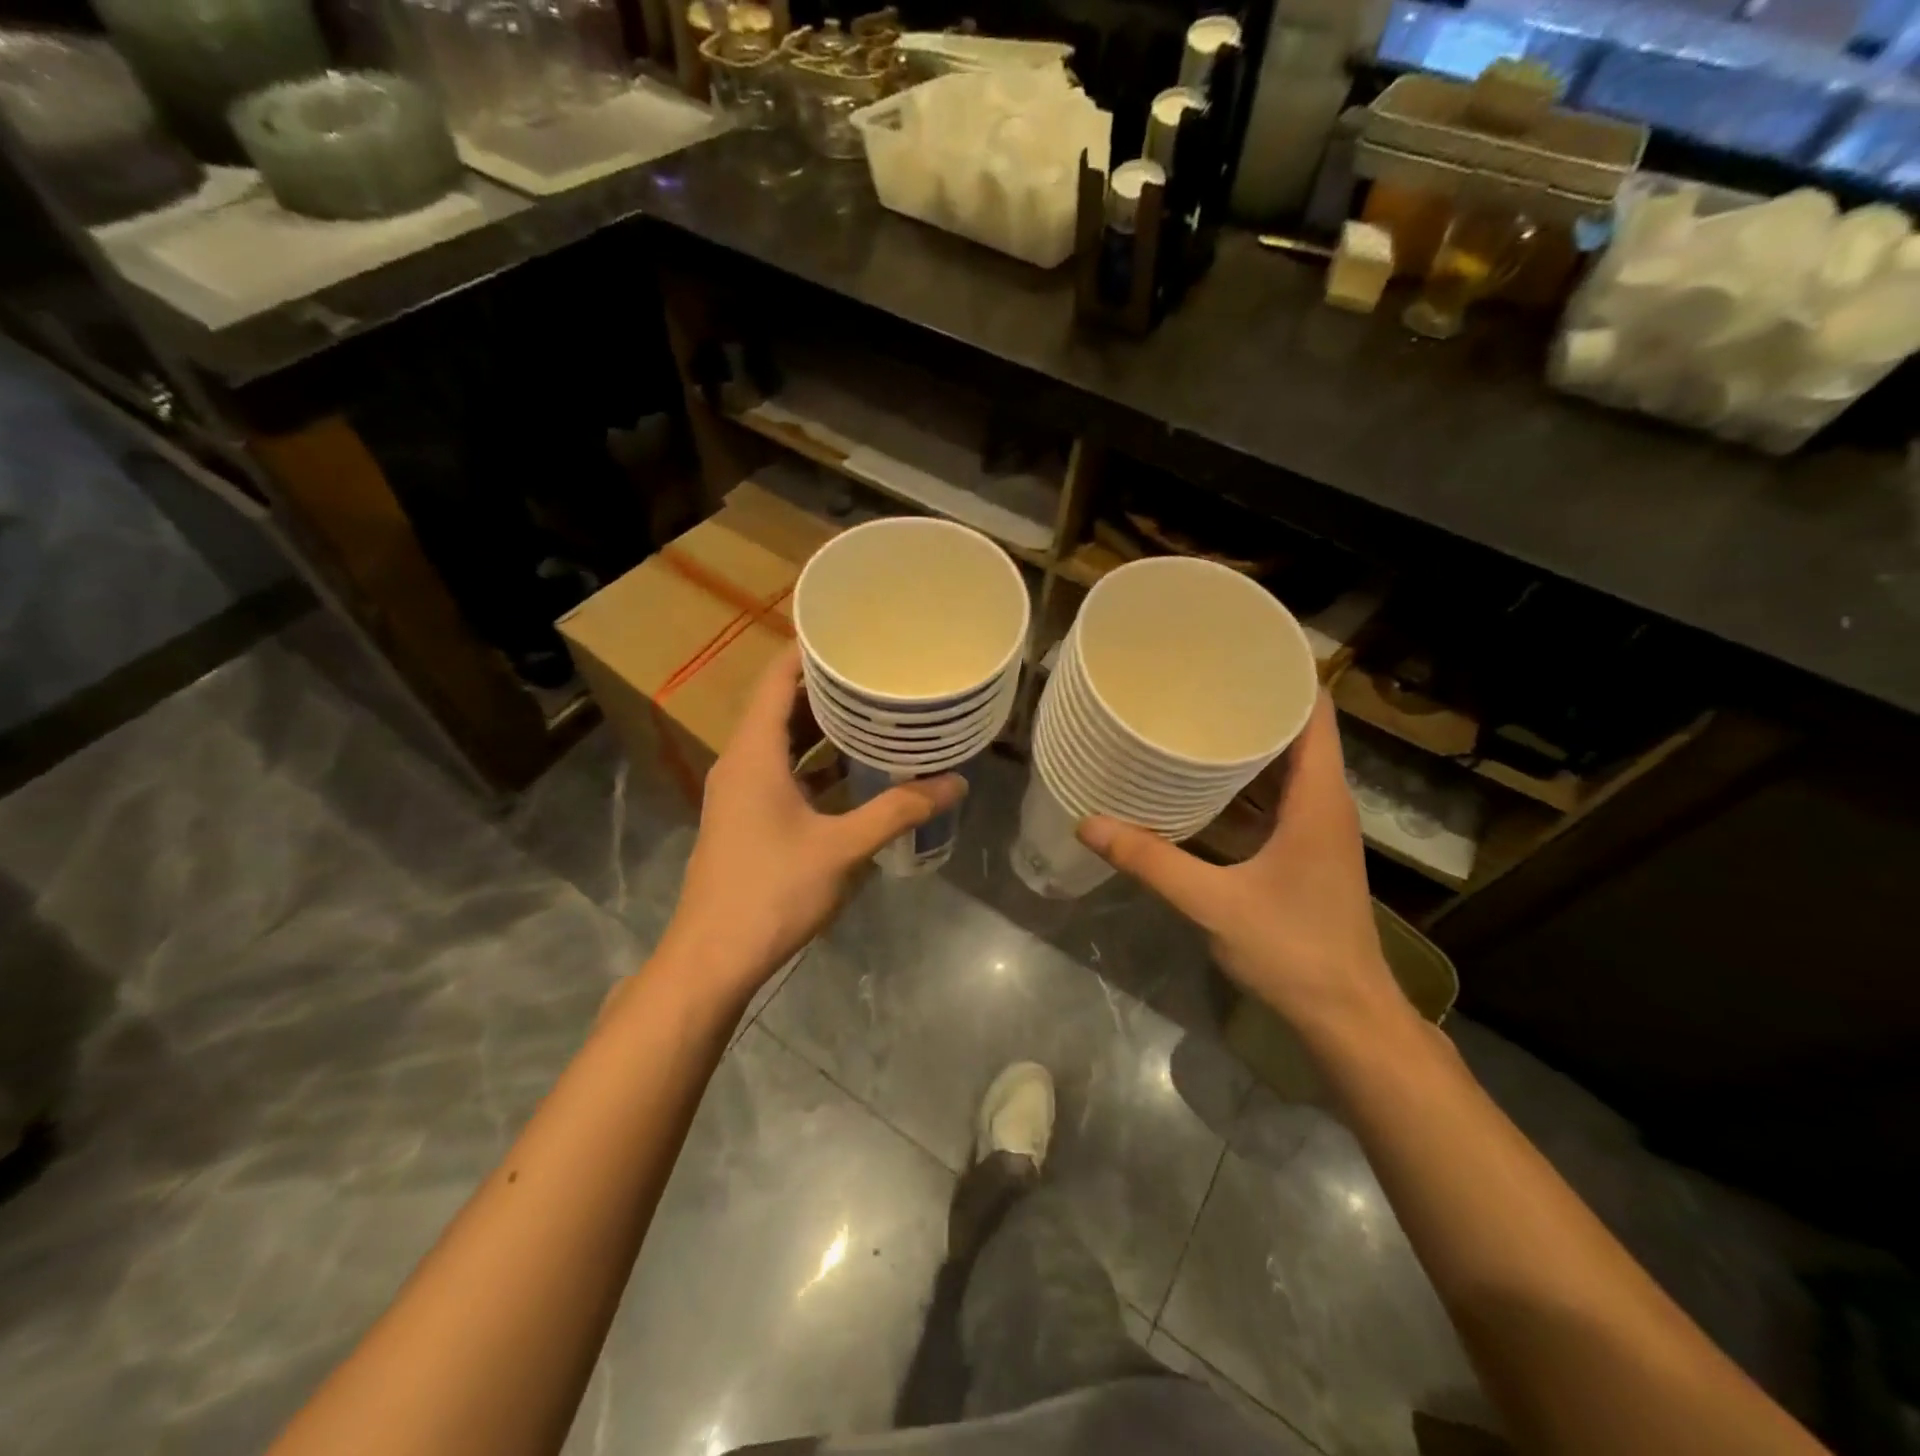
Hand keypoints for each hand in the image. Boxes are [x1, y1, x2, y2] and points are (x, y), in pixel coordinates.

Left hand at [659, 646, 965, 997]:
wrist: (712, 958)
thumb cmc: (771, 892)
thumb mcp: (842, 849)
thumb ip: (898, 811)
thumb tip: (955, 783)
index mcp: (754, 753)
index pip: (778, 679)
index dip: (809, 650)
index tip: (852, 630)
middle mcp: (742, 762)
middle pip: (784, 707)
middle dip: (830, 688)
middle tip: (881, 672)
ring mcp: (742, 792)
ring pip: (785, 743)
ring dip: (826, 729)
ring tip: (878, 712)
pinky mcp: (748, 819)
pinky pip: (785, 773)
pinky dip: (818, 764)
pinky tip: (858, 771)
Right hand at [1077, 695, 1406, 1040]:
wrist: (1346, 1015)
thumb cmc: (1293, 950)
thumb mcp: (1213, 902)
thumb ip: (1152, 861)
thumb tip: (1090, 823)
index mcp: (1318, 799)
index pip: (1315, 712)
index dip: (1286, 674)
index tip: (1239, 648)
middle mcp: (1325, 803)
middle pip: (1298, 731)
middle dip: (1254, 701)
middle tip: (1198, 677)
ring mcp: (1318, 828)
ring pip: (1288, 766)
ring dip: (1250, 741)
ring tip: (1196, 714)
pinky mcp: (1306, 851)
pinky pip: (1278, 797)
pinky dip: (1247, 781)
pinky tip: (1204, 780)